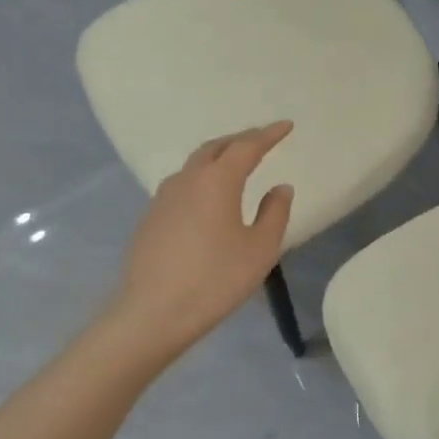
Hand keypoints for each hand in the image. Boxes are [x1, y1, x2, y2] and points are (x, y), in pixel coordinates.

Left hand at [112, 123, 295, 358]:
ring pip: (195, 164)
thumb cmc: (216, 279)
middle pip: (216, 147)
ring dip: (218, 156)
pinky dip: (202, 178)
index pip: (247, 146)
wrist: (154, 312)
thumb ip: (275, 213)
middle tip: (262, 140)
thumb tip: (280, 188)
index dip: (269, 134)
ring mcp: (163, 197)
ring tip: (236, 164)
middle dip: (241, 139)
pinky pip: (182, 184)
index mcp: (217, 180)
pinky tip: (209, 196)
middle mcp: (187, 179)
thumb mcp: (260, 249)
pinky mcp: (151, 217)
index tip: (287, 126)